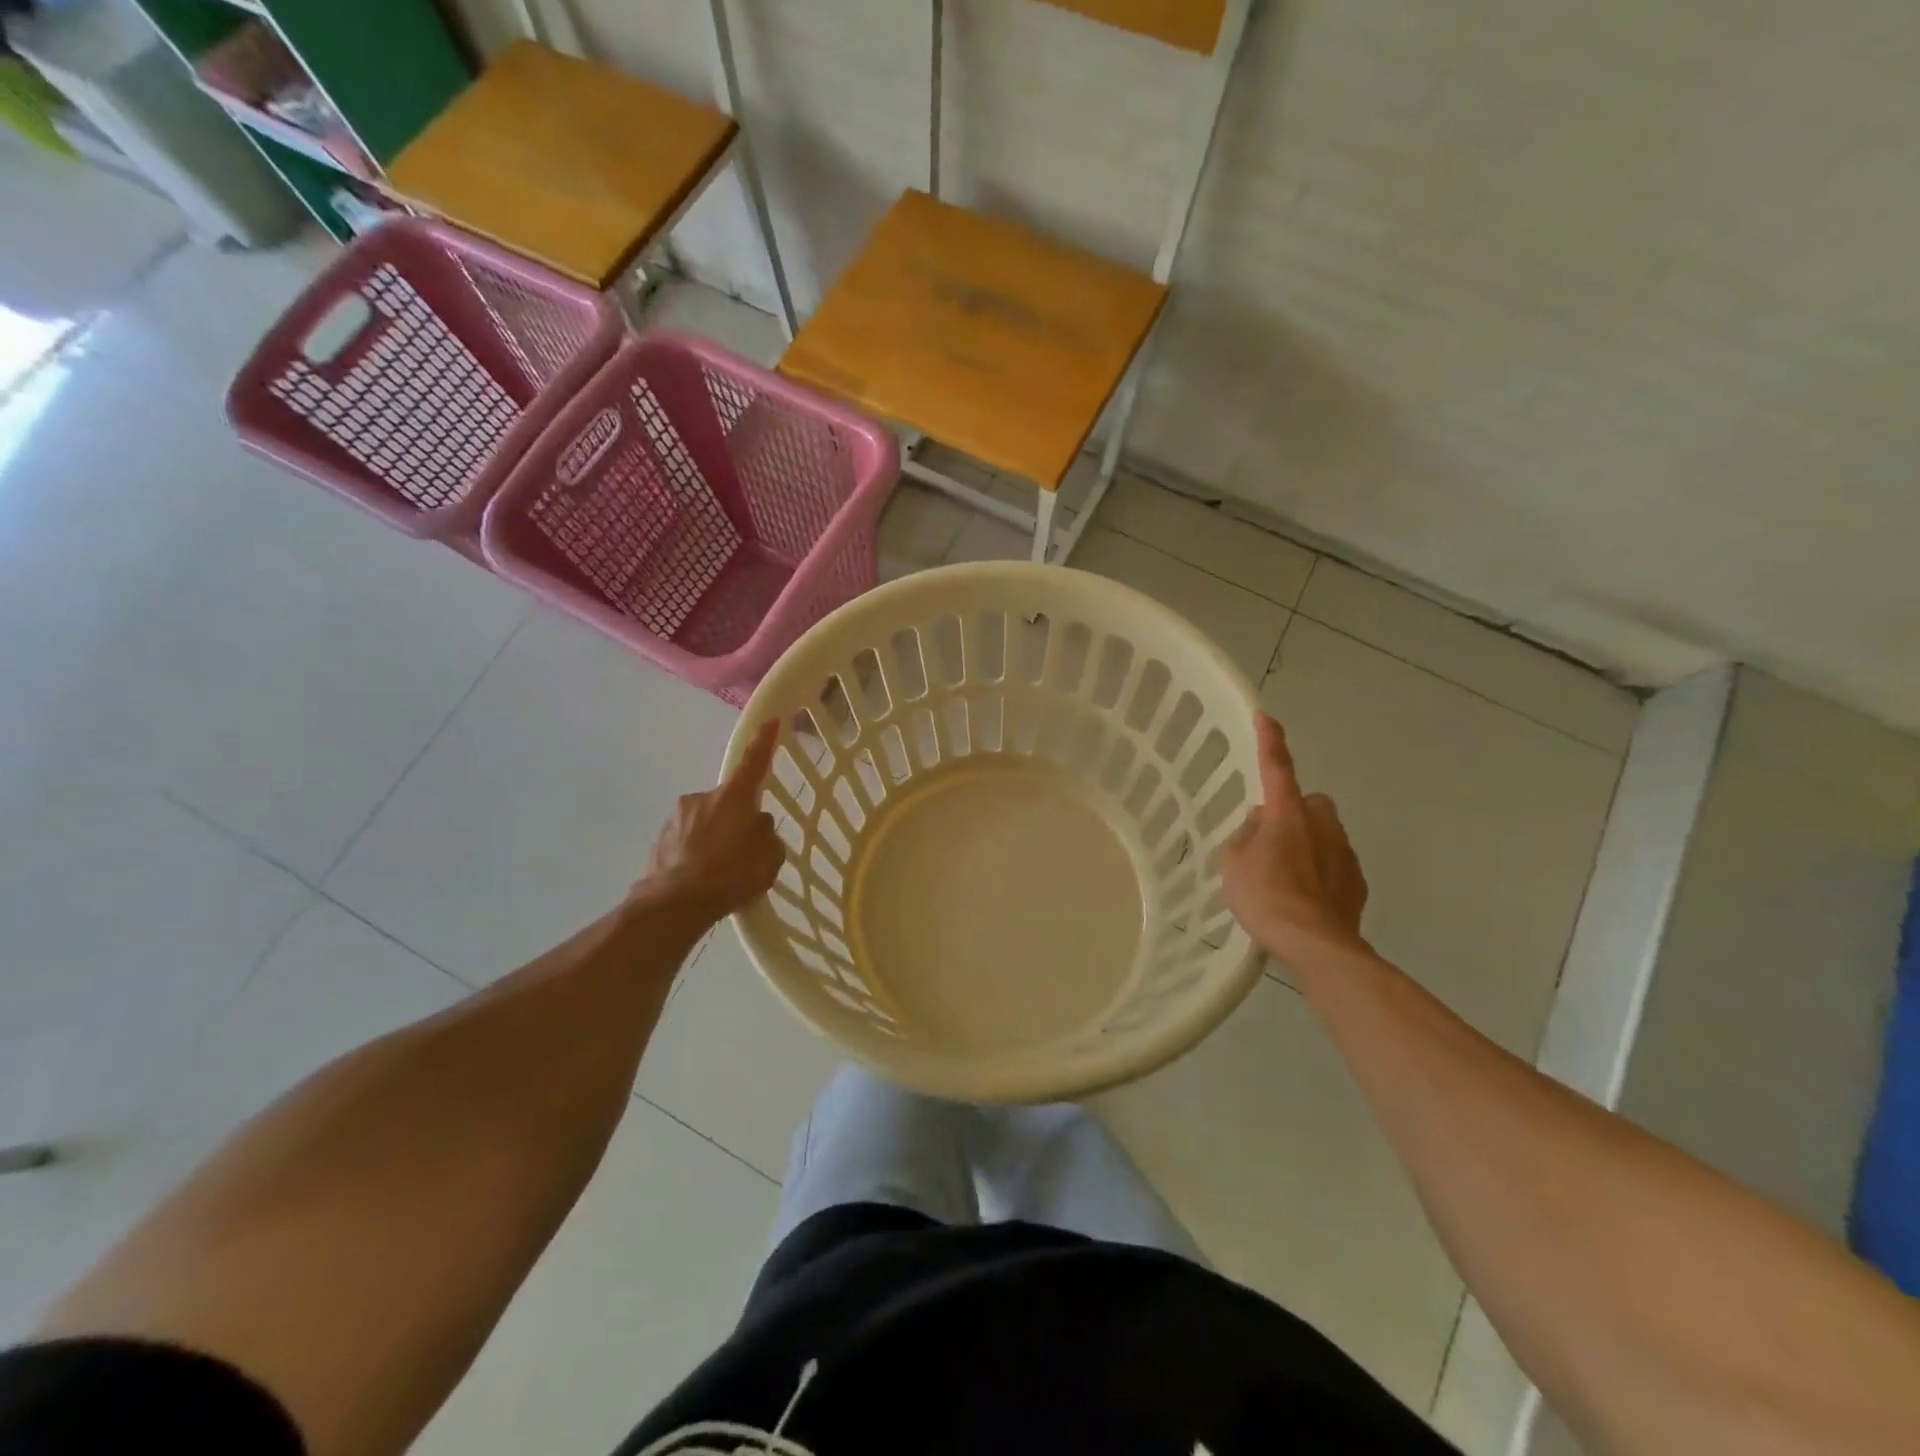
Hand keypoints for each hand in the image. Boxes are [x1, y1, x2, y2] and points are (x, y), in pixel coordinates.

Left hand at [643, 720, 786, 921]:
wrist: (672, 905)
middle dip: (736, 819)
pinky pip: (687, 840)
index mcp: (733, 798)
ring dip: (715, 838)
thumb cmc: (730, 876)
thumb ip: (766, 835)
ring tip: (720, 872)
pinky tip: (701, 878)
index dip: (764, 741)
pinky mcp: (659, 839)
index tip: (771, 720)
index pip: (753, 762)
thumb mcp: (769, 858)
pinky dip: (696, 853)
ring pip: (706, 821)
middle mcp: (702, 798)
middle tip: (744, 852)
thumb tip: (756, 825)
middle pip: (729, 802)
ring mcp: (676, 817)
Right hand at [1220, 714, 1369, 963]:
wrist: (1316, 945)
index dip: (1270, 741)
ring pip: (1325, 833)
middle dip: (1295, 811)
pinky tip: (1305, 897)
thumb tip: (1260, 825)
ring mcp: (1345, 853)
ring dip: (1308, 843)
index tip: (1265, 717)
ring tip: (1285, 876)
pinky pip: (1334, 864)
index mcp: (1287, 814)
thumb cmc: (1265, 898)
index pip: (1276, 767)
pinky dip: (1321, 872)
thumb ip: (1245, 836)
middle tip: (1271, 837)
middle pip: (1310, 802)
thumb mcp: (1233, 864)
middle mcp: (1321, 825)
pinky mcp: (1357, 882)